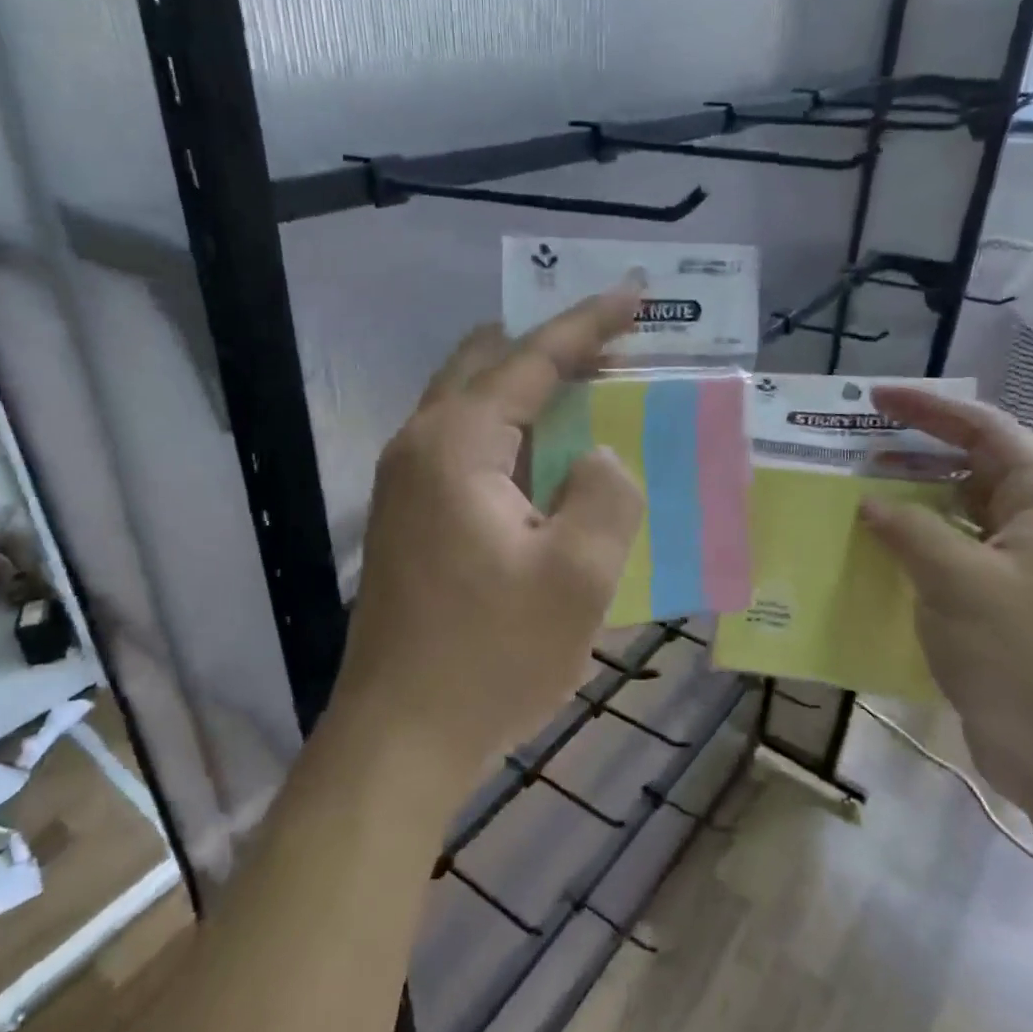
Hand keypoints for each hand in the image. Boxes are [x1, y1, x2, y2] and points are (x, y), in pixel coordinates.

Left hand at [332, 290, 644, 796]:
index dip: (588, 323)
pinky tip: (547, 461)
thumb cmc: (490, 658)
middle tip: (615, 348)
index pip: (531, 358)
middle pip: (489, 364)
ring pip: (472, 404)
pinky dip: (511, 434)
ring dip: (531, 391)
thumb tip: (600, 458)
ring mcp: (403, 482)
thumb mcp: (578, 577)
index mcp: (456, 443)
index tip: (635, 294)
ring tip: (591, 394)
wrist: (398, 737)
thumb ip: (607, 495)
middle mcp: (419, 444)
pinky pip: (465, 447)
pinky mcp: (406, 516)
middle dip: (554, 348)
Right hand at [857, 388, 1032, 819]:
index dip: (927, 409)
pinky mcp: (1009, 604)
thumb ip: (909, 529)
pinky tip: (875, 549)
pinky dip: (917, 544)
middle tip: (852, 445)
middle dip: (914, 452)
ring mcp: (1028, 566)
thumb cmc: (1029, 657)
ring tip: (852, 490)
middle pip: (973, 466)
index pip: (984, 429)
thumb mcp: (960, 582)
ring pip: (961, 513)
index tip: (872, 398)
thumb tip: (869, 501)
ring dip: (911, 500)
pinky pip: (956, 555)